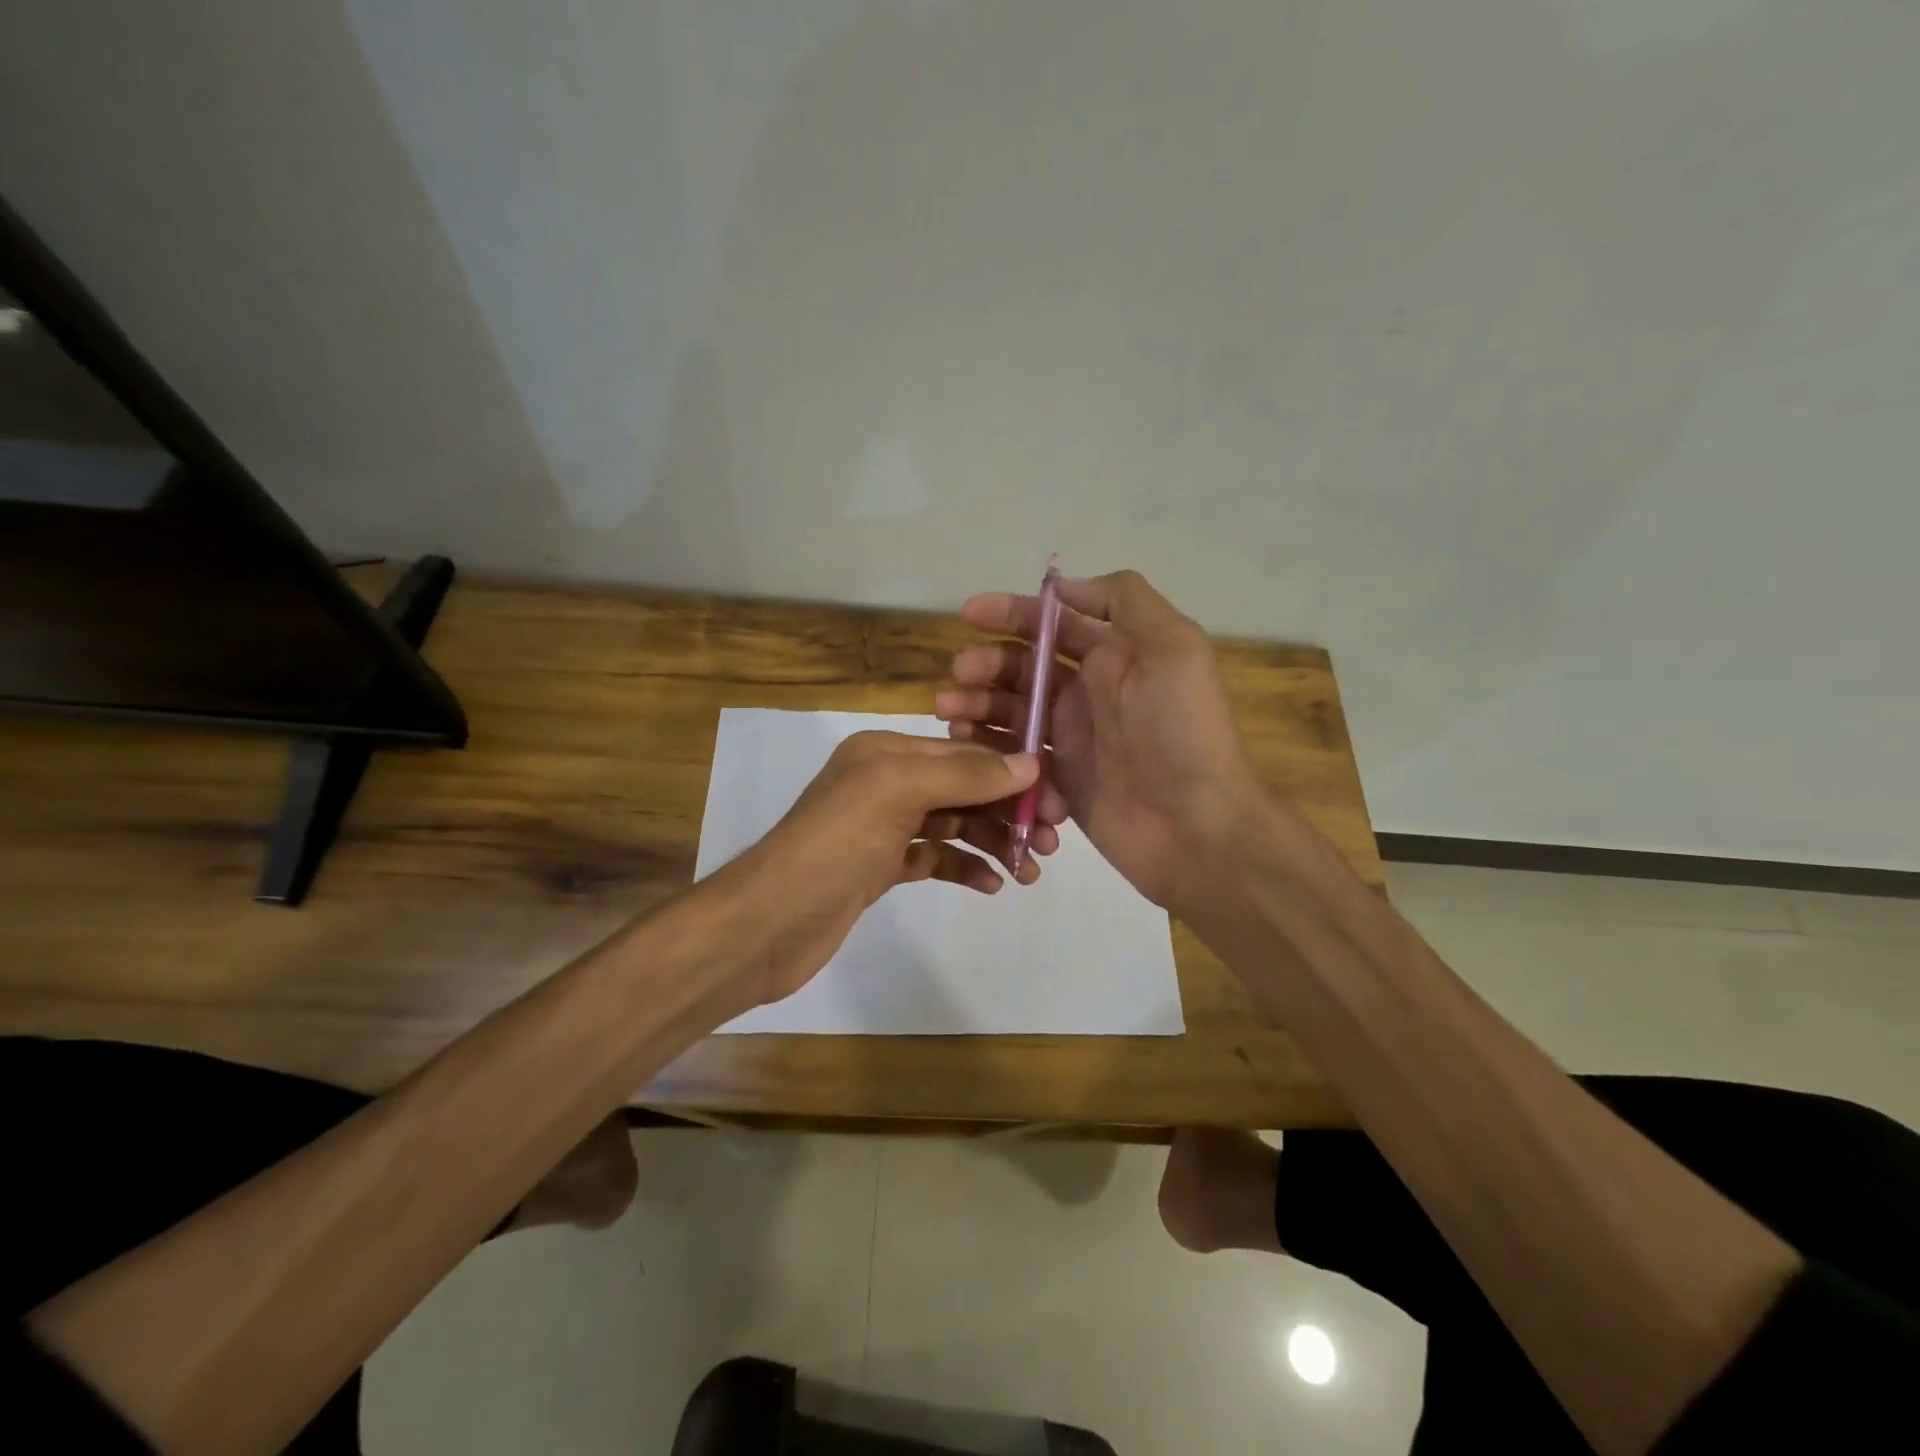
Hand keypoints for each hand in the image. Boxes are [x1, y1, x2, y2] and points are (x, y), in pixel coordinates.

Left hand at [719, 731, 1057, 1003]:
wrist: (768, 924)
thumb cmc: (833, 846)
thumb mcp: (897, 792)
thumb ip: (964, 774)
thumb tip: (1030, 762)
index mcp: (886, 751)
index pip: (963, 753)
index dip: (1010, 772)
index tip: (1055, 801)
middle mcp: (885, 782)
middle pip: (962, 789)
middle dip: (1007, 811)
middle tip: (1049, 843)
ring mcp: (882, 827)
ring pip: (953, 825)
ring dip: (992, 842)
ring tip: (1029, 871)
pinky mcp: (880, 868)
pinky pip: (935, 858)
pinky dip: (964, 867)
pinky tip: (991, 885)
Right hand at [935, 569, 1259, 910]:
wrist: (1197, 829)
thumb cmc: (1182, 733)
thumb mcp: (1173, 647)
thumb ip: (1124, 601)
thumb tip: (1063, 588)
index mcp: (1113, 656)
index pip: (1051, 624)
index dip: (1010, 613)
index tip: (968, 615)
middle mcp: (1088, 692)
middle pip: (1021, 668)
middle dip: (985, 666)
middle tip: (958, 679)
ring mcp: (1071, 739)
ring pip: (1009, 712)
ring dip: (977, 707)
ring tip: (952, 716)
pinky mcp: (1058, 781)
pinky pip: (1014, 758)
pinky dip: (993, 753)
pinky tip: (977, 758)